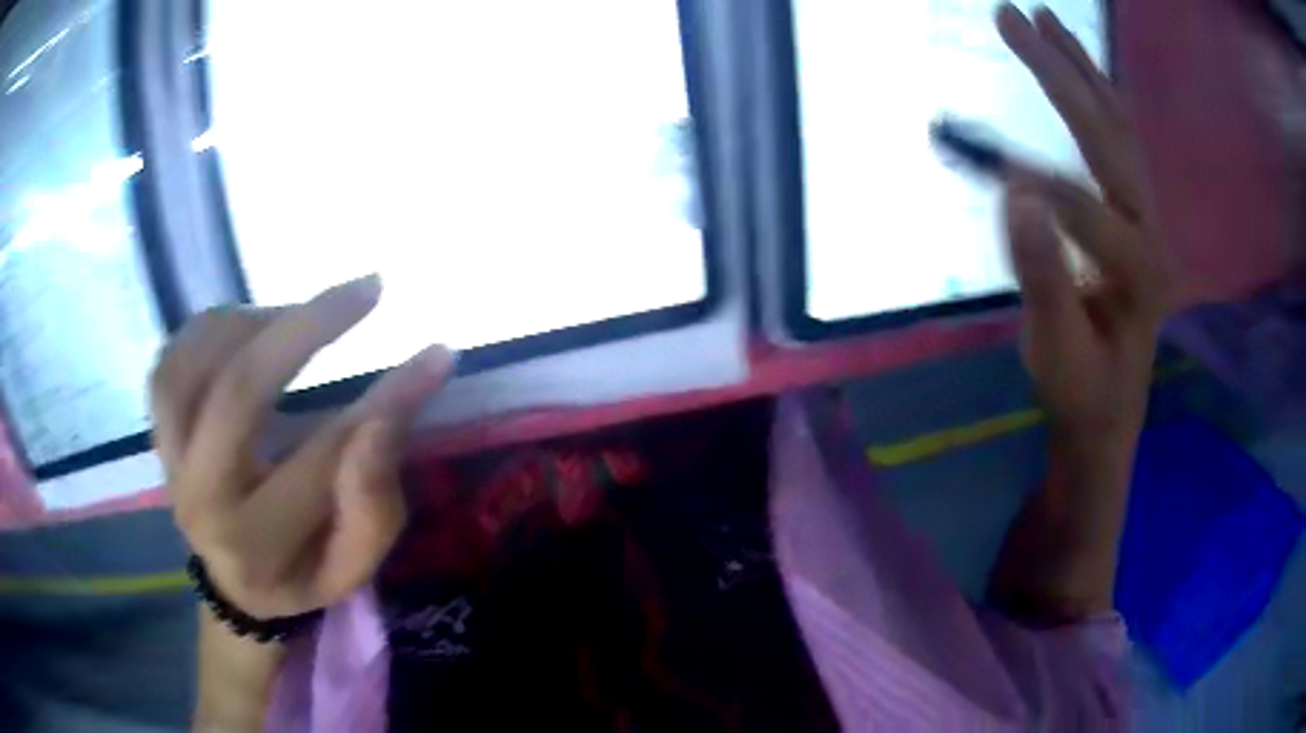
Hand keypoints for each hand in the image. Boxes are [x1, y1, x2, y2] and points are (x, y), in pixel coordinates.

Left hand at [151, 275, 453, 619]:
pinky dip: (207, 329)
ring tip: (296, 317)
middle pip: (240, 391)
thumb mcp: (354, 566)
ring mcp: (170, 462)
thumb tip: (384, 420)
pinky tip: (244, 326)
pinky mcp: (158, 435)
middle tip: (367, 289)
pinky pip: (169, 364)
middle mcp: (200, 498)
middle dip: (307, 327)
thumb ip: (370, 506)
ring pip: (196, 364)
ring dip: (253, 322)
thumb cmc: (302, 574)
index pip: (324, 458)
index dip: (385, 402)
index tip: (434, 353)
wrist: (236, 585)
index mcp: (257, 543)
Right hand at [997, 3, 1171, 440]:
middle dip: (1057, 74)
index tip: (962, 144)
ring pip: (1119, 125)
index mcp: (1139, 271)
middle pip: (1108, 136)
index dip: (1027, 177)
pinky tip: (1077, 62)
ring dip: (1080, 67)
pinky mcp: (1138, 208)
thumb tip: (1016, 194)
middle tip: (1009, 17)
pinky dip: (1097, 91)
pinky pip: (1121, 136)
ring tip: (1043, 17)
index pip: (1083, 206)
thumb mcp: (1054, 350)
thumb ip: (1041, 276)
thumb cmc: (1081, 385)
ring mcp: (1149, 213)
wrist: (1112, 404)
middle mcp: (1152, 228)